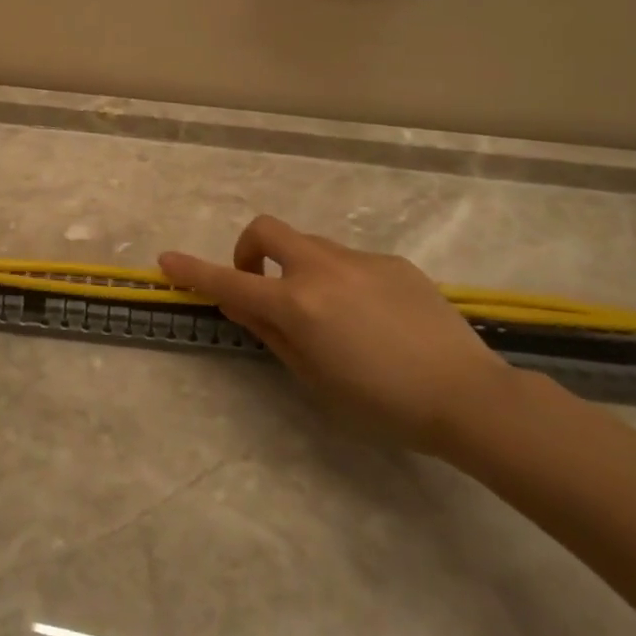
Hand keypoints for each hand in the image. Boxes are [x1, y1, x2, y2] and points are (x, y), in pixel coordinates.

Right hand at [159, 214, 511, 451]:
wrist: (469, 397)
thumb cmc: (382, 404)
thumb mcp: (313, 378)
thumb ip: (272, 334)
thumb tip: (242, 304)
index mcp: (297, 305)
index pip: (230, 283)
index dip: (193, 271)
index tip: (166, 260)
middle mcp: (322, 270)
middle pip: (266, 231)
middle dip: (248, 250)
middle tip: (259, 285)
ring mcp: (360, 261)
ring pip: (310, 246)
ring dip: (297, 268)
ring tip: (326, 314)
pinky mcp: (393, 263)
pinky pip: (350, 261)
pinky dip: (340, 280)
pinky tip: (371, 318)